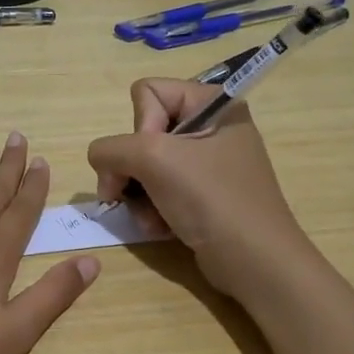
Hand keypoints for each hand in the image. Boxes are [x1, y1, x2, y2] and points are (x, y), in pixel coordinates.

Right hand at [86, 78, 304, 295]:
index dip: (140, 126)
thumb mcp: (153, 159)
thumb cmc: (210, 198)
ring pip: (144, 166)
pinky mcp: (202, 195)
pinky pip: (159, 190)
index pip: (147, 93)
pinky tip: (161, 228)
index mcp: (212, 103)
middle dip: (133, 168)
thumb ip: (111, 149)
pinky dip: (153, 210)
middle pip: (142, 132)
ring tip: (151, 219)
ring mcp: (207, 164)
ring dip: (139, 195)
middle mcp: (211, 127)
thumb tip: (100, 162)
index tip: (153, 157)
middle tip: (131, 193)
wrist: (253, 261)